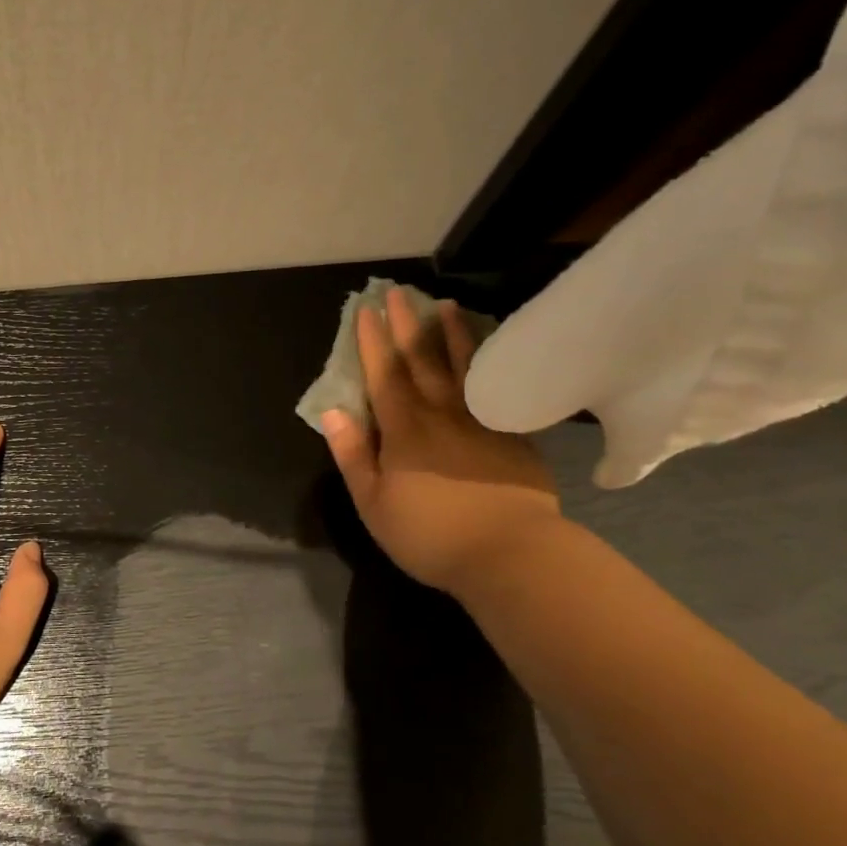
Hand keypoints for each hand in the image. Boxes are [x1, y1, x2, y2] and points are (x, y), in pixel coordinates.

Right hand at [321, 289, 560, 593]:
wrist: (511, 553)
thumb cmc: (430, 534)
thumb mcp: (373, 503)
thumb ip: (353, 455)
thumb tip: (334, 412)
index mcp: (403, 430)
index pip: (383, 375)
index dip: (372, 341)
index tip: (366, 309)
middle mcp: (440, 414)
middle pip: (421, 361)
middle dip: (406, 325)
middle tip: (398, 292)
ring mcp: (480, 421)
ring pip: (463, 367)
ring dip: (451, 335)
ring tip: (445, 306)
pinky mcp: (512, 435)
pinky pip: (496, 388)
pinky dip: (489, 366)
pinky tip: (491, 354)